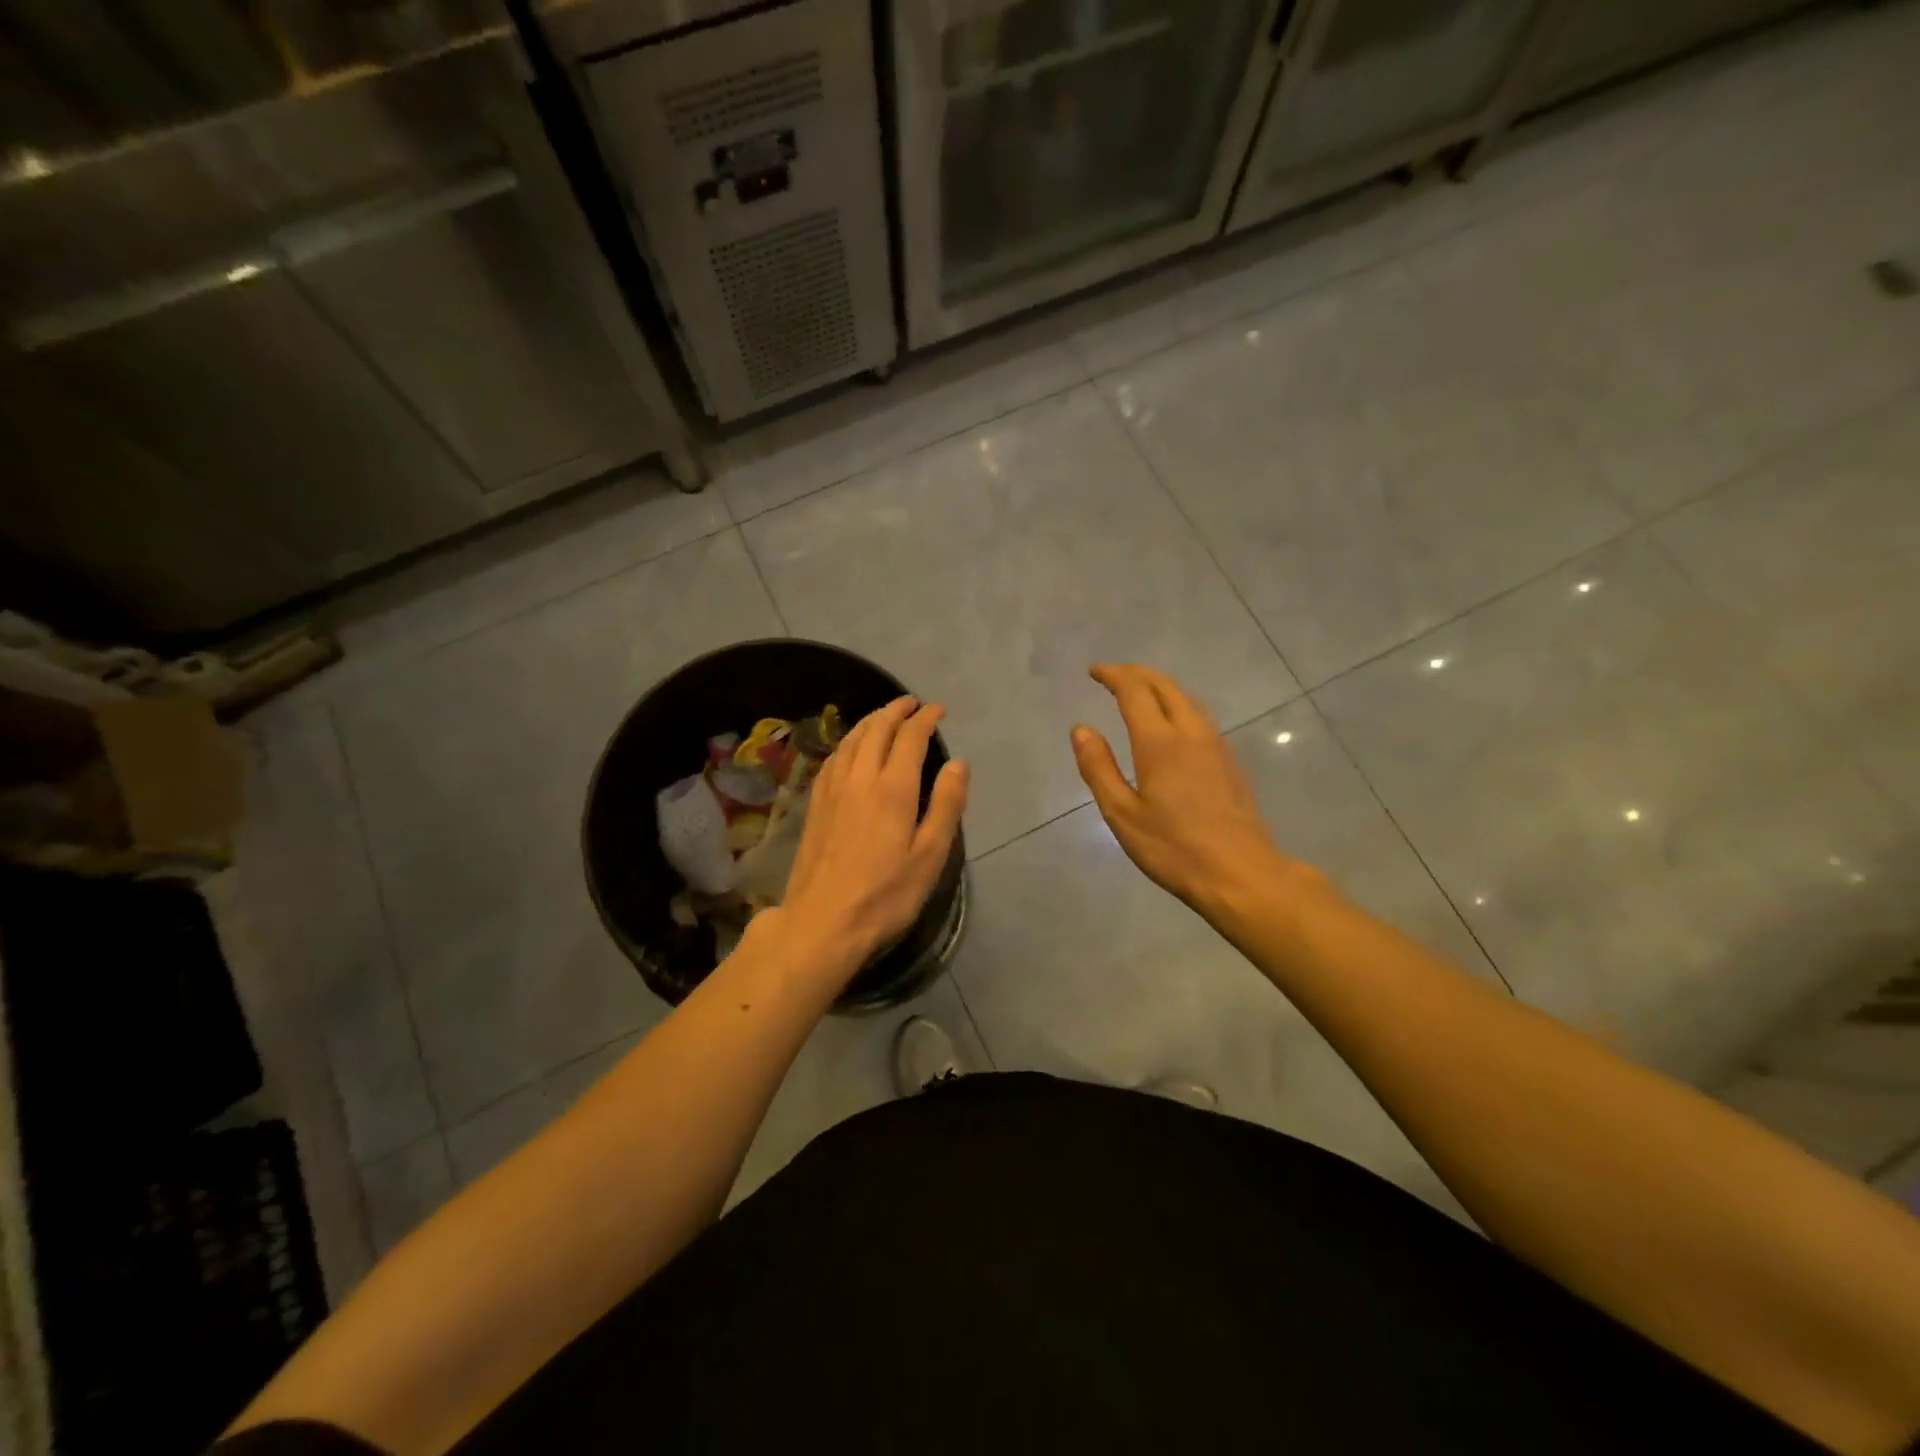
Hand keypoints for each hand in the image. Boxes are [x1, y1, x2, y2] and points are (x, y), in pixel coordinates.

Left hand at [779, 696, 967, 976]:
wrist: (822, 922)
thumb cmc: (885, 895)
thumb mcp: (929, 856)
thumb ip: (945, 805)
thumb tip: (958, 764)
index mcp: (892, 788)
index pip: (910, 737)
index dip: (925, 718)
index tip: (938, 710)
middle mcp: (859, 779)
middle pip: (876, 729)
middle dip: (896, 710)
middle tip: (912, 703)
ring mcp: (832, 790)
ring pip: (851, 740)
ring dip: (870, 721)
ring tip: (884, 716)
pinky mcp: (815, 805)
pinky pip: (833, 758)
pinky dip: (848, 742)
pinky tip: (850, 749)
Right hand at [1071, 665, 1298, 914]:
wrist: (1241, 874)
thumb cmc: (1174, 848)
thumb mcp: (1122, 814)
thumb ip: (1099, 768)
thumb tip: (1081, 729)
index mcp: (1160, 742)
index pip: (1135, 691)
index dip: (1113, 675)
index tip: (1094, 671)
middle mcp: (1191, 732)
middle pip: (1165, 685)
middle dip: (1136, 673)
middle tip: (1112, 675)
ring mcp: (1216, 745)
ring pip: (1186, 698)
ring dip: (1159, 686)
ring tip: (1138, 692)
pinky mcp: (1229, 761)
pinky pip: (1199, 716)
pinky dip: (1177, 704)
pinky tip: (1170, 723)